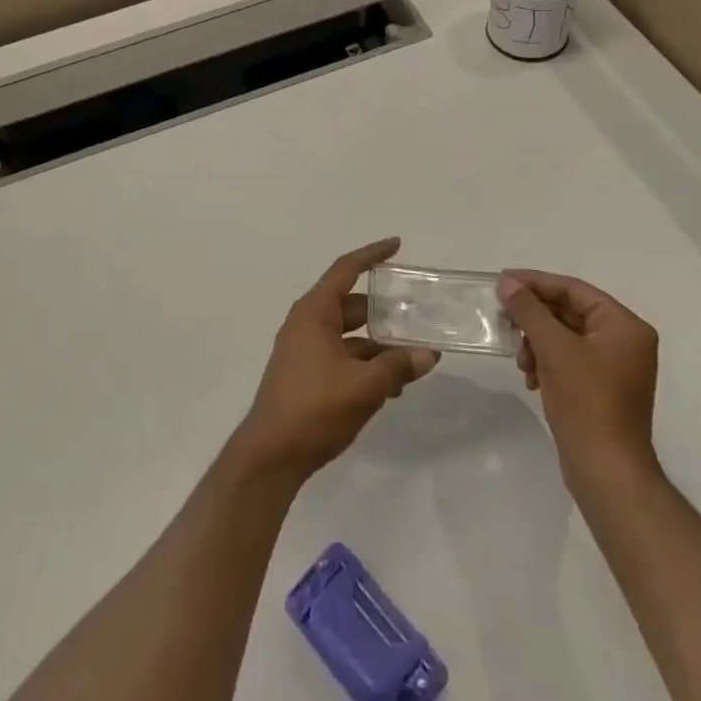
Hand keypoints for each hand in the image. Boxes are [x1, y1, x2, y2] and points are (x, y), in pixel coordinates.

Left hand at [234, 238, 438, 482]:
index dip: (372, 255)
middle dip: (384, 309)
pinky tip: (392, 385)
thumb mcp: (364, 386)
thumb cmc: (314, 408)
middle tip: (417, 312)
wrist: (271, 455)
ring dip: (379, 343)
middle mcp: (307, 323)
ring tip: (414, 356)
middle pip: (352, 304)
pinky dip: (366, 363)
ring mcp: (304, 349)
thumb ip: (398, 367)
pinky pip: (342, 356)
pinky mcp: (306, 374)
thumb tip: (429, 354)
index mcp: (314, 312)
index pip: (346, 269)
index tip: (396, 245)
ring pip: (349, 335)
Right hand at [498, 269, 659, 486]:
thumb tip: (507, 282)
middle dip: (534, 318)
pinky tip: (531, 378)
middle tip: (503, 318)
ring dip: (537, 343)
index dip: (536, 282)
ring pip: (565, 337)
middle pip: (569, 312)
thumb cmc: (586, 402)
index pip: (574, 289)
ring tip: (520, 361)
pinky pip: (568, 360)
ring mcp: (614, 367)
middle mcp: (624, 341)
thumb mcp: (553, 348)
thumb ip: (529, 310)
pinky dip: (546, 362)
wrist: (607, 472)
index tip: (502, 281)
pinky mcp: (601, 389)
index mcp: (624, 326)